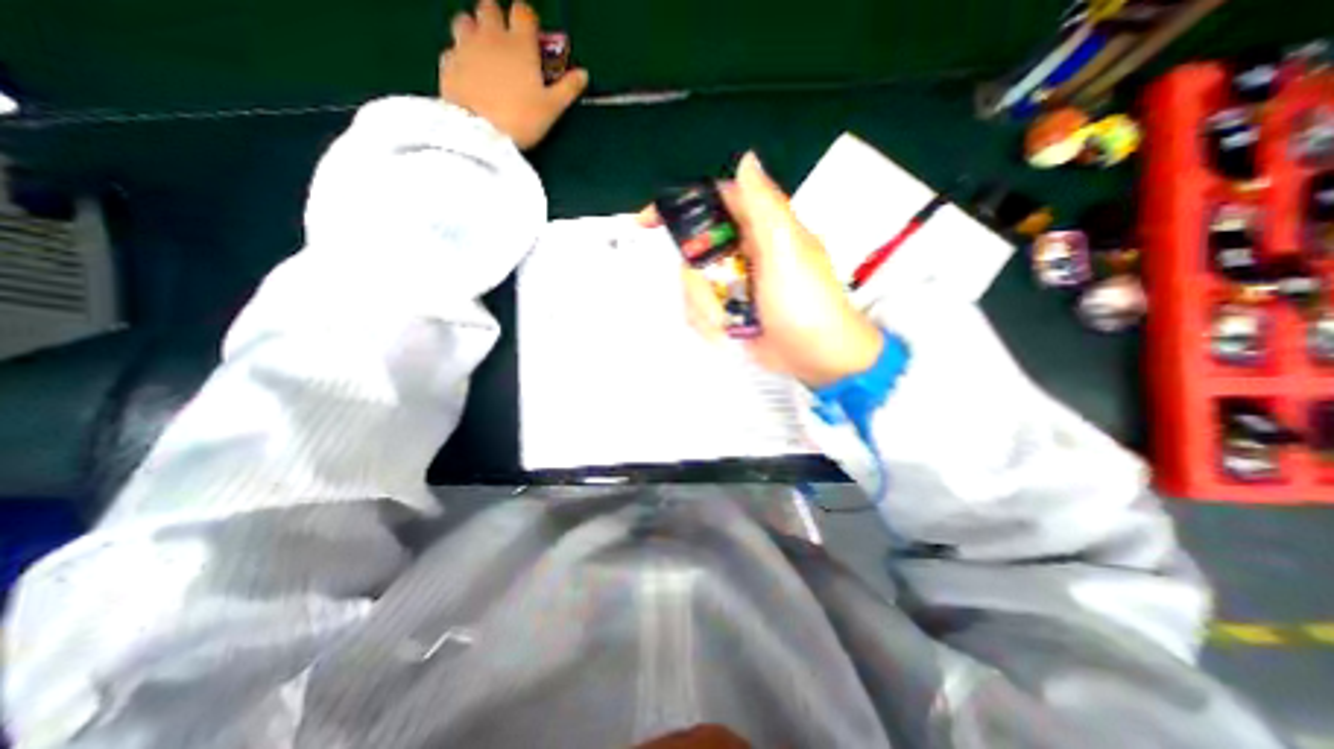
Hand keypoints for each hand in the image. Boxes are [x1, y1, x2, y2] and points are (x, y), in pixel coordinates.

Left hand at [442, 0, 588, 149]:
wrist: (480, 134)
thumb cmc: (522, 119)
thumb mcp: (552, 109)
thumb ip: (568, 88)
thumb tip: (583, 73)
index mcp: (519, 45)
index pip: (523, 12)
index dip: (527, 20)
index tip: (531, 35)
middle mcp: (490, 36)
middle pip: (489, 7)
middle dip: (497, 19)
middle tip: (505, 42)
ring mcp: (465, 46)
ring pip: (465, 21)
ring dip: (474, 31)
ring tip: (482, 53)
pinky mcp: (448, 63)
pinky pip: (452, 50)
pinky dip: (460, 57)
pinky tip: (467, 73)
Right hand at [645, 153, 883, 384]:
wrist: (817, 358)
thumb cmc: (805, 302)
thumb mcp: (786, 250)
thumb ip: (763, 206)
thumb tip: (745, 159)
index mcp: (760, 229)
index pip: (713, 203)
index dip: (680, 206)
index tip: (646, 222)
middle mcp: (743, 252)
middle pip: (694, 252)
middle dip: (697, 282)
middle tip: (713, 301)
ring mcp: (734, 284)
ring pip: (693, 285)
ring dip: (704, 308)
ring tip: (727, 324)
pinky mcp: (729, 310)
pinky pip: (700, 309)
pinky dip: (708, 324)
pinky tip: (726, 334)